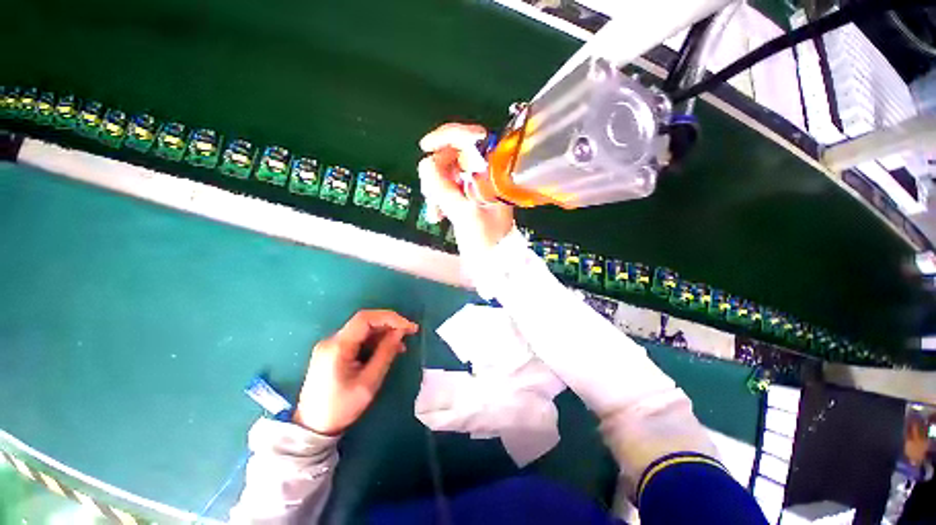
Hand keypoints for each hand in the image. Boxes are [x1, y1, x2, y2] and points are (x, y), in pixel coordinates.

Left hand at [294, 310, 418, 435]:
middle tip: (410, 332)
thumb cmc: (341, 407)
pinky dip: (375, 341)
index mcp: (338, 346)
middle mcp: (332, 340)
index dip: (390, 318)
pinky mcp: (334, 351)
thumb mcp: (368, 382)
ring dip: (384, 333)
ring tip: (401, 345)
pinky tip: (387, 349)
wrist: (311, 428)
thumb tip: (400, 332)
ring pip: (363, 329)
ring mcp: (331, 345)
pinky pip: (358, 339)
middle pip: (365, 321)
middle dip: (389, 324)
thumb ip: (385, 353)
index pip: (366, 318)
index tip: (409, 326)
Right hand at [417, 123, 514, 255]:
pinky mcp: (469, 196)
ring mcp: (477, 185)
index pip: (470, 139)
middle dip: (436, 173)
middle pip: (453, 155)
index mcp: (493, 173)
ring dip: (435, 189)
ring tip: (435, 212)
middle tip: (431, 196)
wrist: (495, 262)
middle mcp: (486, 174)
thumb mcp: (465, 214)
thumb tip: (424, 163)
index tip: (425, 147)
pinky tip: (437, 215)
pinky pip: (447, 187)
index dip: (446, 137)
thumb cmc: (487, 241)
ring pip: (447, 172)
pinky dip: (438, 198)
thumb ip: (443, 188)